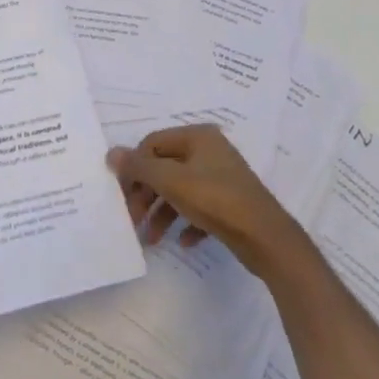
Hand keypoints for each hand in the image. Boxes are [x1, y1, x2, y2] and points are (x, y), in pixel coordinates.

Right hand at [108, 124, 303, 278]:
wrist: (266, 238)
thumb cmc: (215, 200)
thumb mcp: (170, 181)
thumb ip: (139, 167)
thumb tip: (111, 153)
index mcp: (197, 136)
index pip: (152, 144)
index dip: (134, 168)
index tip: (123, 195)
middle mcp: (209, 151)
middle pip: (165, 168)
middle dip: (147, 195)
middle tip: (134, 220)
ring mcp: (221, 177)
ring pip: (180, 191)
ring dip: (162, 213)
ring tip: (151, 239)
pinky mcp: (230, 203)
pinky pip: (199, 208)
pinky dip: (187, 222)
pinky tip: (183, 241)